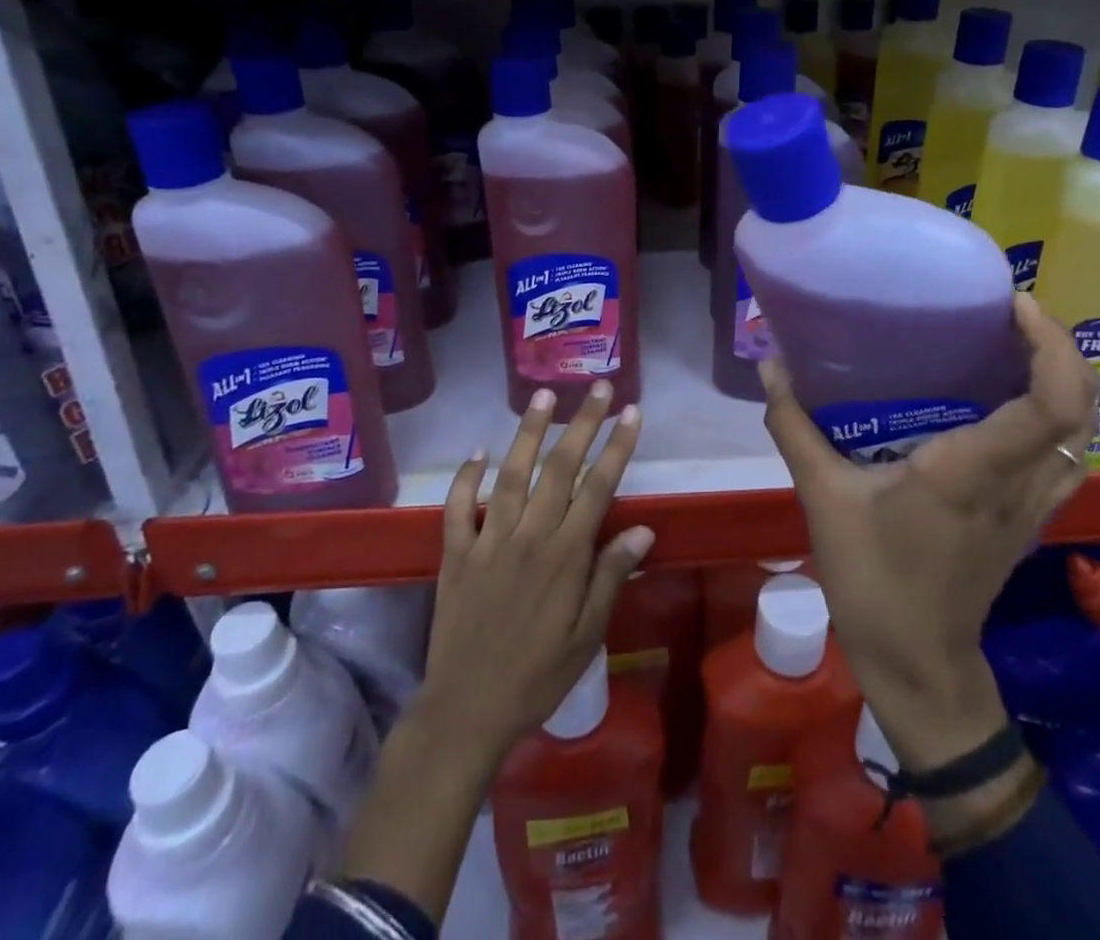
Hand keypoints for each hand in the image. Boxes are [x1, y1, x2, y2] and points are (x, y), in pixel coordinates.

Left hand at [338, 382, 651, 916]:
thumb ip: (611, 577)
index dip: (617, 446)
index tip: (632, 412)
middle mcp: (529, 537)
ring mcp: (488, 541)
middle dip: (582, 423)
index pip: (598, 487)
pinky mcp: (456, 553)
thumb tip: (643, 530)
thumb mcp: (587, 636)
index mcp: (565, 556)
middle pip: (560, 468)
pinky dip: (466, 476)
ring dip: (529, 432)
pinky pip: (458, 507)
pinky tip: (478, 451)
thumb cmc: (538, 676)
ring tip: (543, 395)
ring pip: (511, 474)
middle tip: (598, 388)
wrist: (467, 710)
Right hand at [759, 293, 1097, 772]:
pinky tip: (1011, 399)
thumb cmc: (872, 580)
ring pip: (1083, 433)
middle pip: (1081, 408)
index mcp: (972, 471)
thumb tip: (770, 366)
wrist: (917, 665)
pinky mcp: (1031, 519)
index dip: (1052, 345)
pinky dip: (1058, 414)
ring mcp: (1034, 505)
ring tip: (1015, 342)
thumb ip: (795, 427)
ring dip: (1066, 379)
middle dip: (1062, 348)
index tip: (1017, 304)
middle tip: (1010, 311)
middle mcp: (1018, 482)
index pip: (1049, 403)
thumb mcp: (822, 497)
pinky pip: (1067, 455)